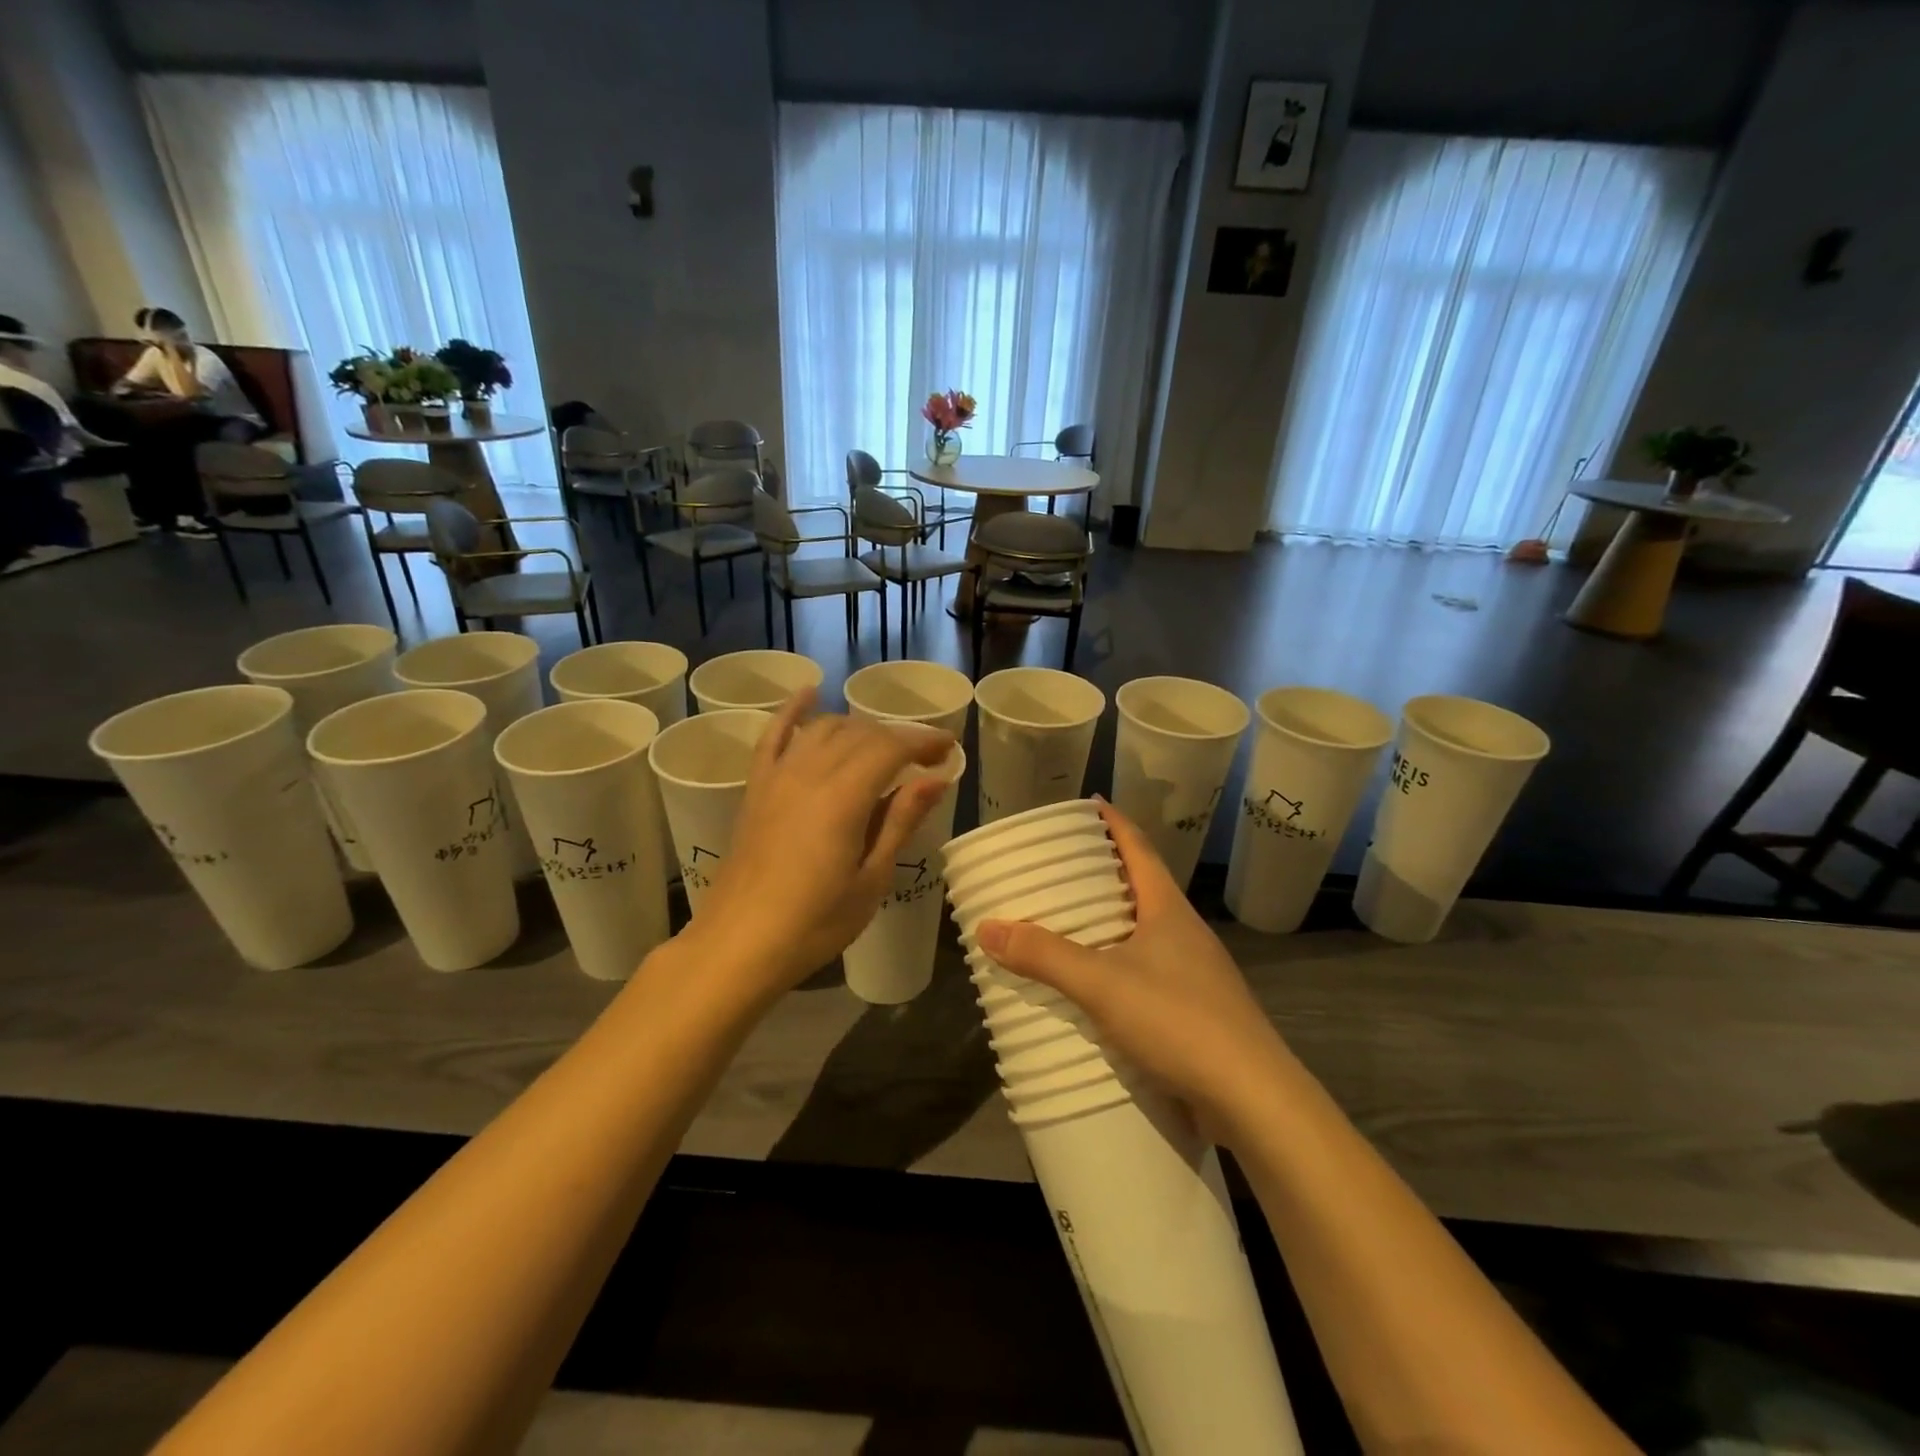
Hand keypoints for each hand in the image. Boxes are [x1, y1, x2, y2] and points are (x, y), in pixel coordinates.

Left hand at [686, 690, 951, 1000]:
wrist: (739, 944)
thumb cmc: (814, 923)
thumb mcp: (871, 879)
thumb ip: (900, 821)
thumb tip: (935, 778)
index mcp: (843, 797)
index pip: (891, 748)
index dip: (923, 742)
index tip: (949, 749)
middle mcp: (809, 773)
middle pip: (860, 734)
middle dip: (898, 737)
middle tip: (926, 757)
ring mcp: (777, 776)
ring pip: (825, 729)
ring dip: (859, 729)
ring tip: (884, 748)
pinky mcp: (756, 788)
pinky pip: (774, 735)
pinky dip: (793, 710)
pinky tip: (810, 691)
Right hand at [976, 801, 1296, 1137]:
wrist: (1253, 1099)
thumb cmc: (1179, 1021)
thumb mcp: (1102, 984)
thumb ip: (1044, 956)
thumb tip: (986, 927)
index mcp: (1168, 909)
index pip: (1139, 848)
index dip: (1114, 822)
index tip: (1089, 804)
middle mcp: (1184, 932)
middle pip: (1141, 887)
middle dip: (1103, 874)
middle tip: (1058, 869)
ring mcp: (1195, 973)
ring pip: (1145, 933)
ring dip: (1109, 924)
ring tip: (1067, 924)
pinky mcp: (1196, 1011)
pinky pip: (1149, 972)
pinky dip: (1118, 966)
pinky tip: (1095, 987)